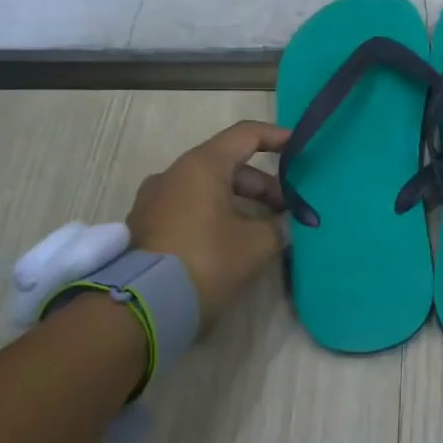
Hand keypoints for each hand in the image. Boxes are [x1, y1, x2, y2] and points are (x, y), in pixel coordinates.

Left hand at [128, 120, 288, 331]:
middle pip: (227, 165)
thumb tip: (282, 224)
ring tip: (263, 230)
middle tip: (287, 210)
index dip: (276, 137)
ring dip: (239, 203)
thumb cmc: (206, 261)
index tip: (300, 147)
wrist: (142, 308)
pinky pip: (188, 208)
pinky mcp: (145, 227)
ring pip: (207, 189)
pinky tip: (231, 242)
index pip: (245, 135)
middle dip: (262, 185)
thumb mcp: (256, 244)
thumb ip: (278, 226)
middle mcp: (173, 174)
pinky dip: (215, 216)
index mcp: (201, 166)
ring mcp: (154, 200)